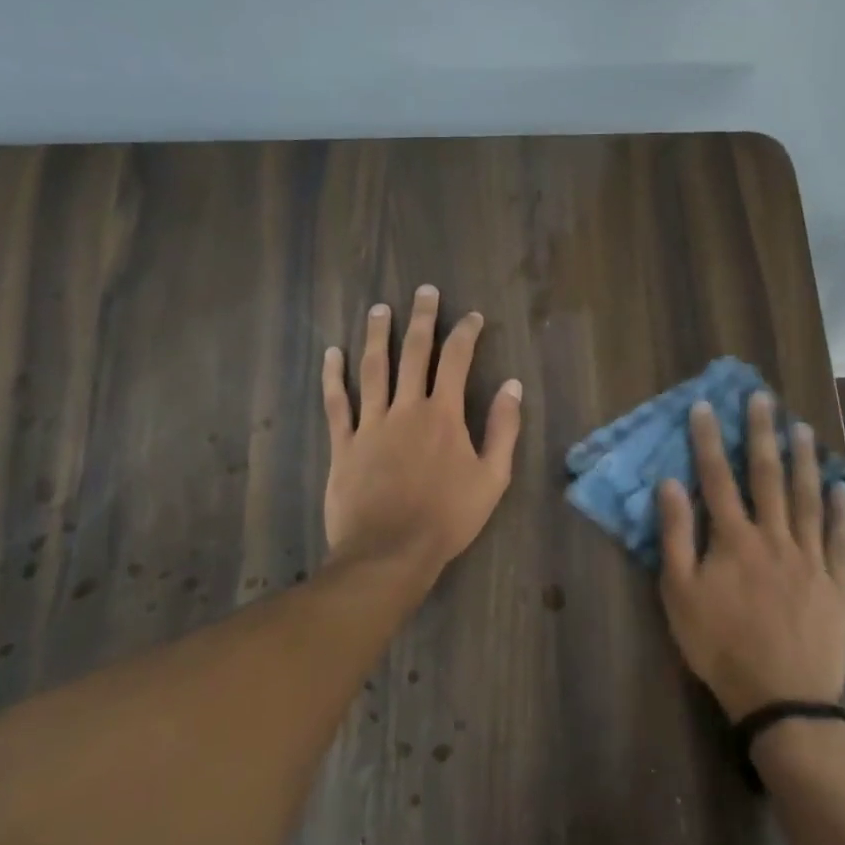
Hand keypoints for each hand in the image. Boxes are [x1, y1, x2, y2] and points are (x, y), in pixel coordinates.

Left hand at [322, 285, 522, 578]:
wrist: (390, 552)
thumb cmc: (448, 518)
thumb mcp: (492, 478)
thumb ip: (503, 429)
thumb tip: (513, 386)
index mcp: (444, 415)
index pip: (457, 361)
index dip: (465, 334)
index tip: (472, 317)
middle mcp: (406, 409)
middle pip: (413, 353)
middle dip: (421, 319)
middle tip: (424, 292)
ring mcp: (371, 424)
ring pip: (372, 369)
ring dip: (376, 336)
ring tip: (379, 309)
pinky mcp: (343, 444)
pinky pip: (337, 403)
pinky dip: (333, 377)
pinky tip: (331, 354)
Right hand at [655, 394, 844, 722]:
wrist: (781, 698)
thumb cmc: (720, 646)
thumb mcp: (679, 594)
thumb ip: (676, 536)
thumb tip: (670, 484)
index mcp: (733, 539)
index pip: (717, 478)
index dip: (709, 440)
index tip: (706, 406)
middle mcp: (774, 537)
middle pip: (767, 476)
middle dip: (762, 434)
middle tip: (762, 398)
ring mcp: (810, 558)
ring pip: (807, 498)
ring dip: (805, 460)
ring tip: (802, 428)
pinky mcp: (836, 582)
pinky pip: (840, 538)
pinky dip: (842, 511)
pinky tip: (843, 487)